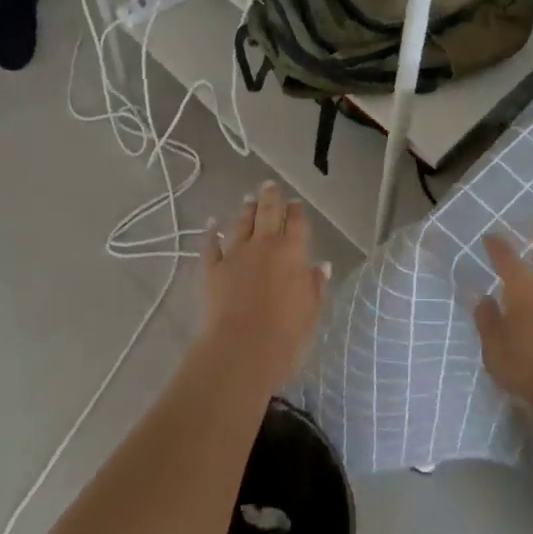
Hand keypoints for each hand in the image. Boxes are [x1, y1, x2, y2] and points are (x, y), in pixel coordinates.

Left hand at [200, 182, 328, 396]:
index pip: (297, 223)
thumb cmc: (286, 333)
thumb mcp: (311, 310)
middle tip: (269, 185)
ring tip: (248, 199)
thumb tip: (322, 266)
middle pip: (268, 213)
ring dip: (245, 210)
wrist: (242, 348)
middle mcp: (265, 245)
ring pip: (241, 223)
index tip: (295, 202)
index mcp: (293, 252)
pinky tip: (211, 224)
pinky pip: (211, 245)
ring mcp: (236, 254)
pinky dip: (211, 233)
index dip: (296, 211)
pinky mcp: (212, 268)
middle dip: (270, 197)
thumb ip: (315, 285)